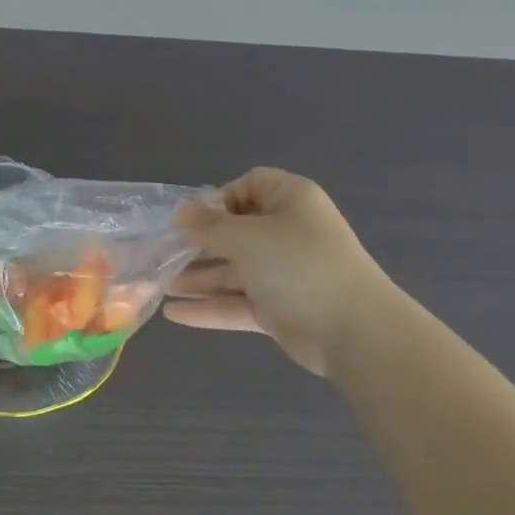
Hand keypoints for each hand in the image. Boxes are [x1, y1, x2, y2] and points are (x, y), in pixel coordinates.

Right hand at [166, 168, 393, 375]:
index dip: (218, 199)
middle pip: (236, 231)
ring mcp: (284, 273)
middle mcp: (287, 232)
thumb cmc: (298, 265)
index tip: (192, 219)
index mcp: (290, 201)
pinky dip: (209, 308)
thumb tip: (181, 211)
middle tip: (163, 254)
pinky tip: (174, 315)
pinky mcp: (279, 308)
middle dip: (198, 243)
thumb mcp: (246, 237)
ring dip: (198, 278)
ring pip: (233, 270)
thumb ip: (208, 226)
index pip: (249, 185)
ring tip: (161, 286)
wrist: (354, 330)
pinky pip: (238, 303)